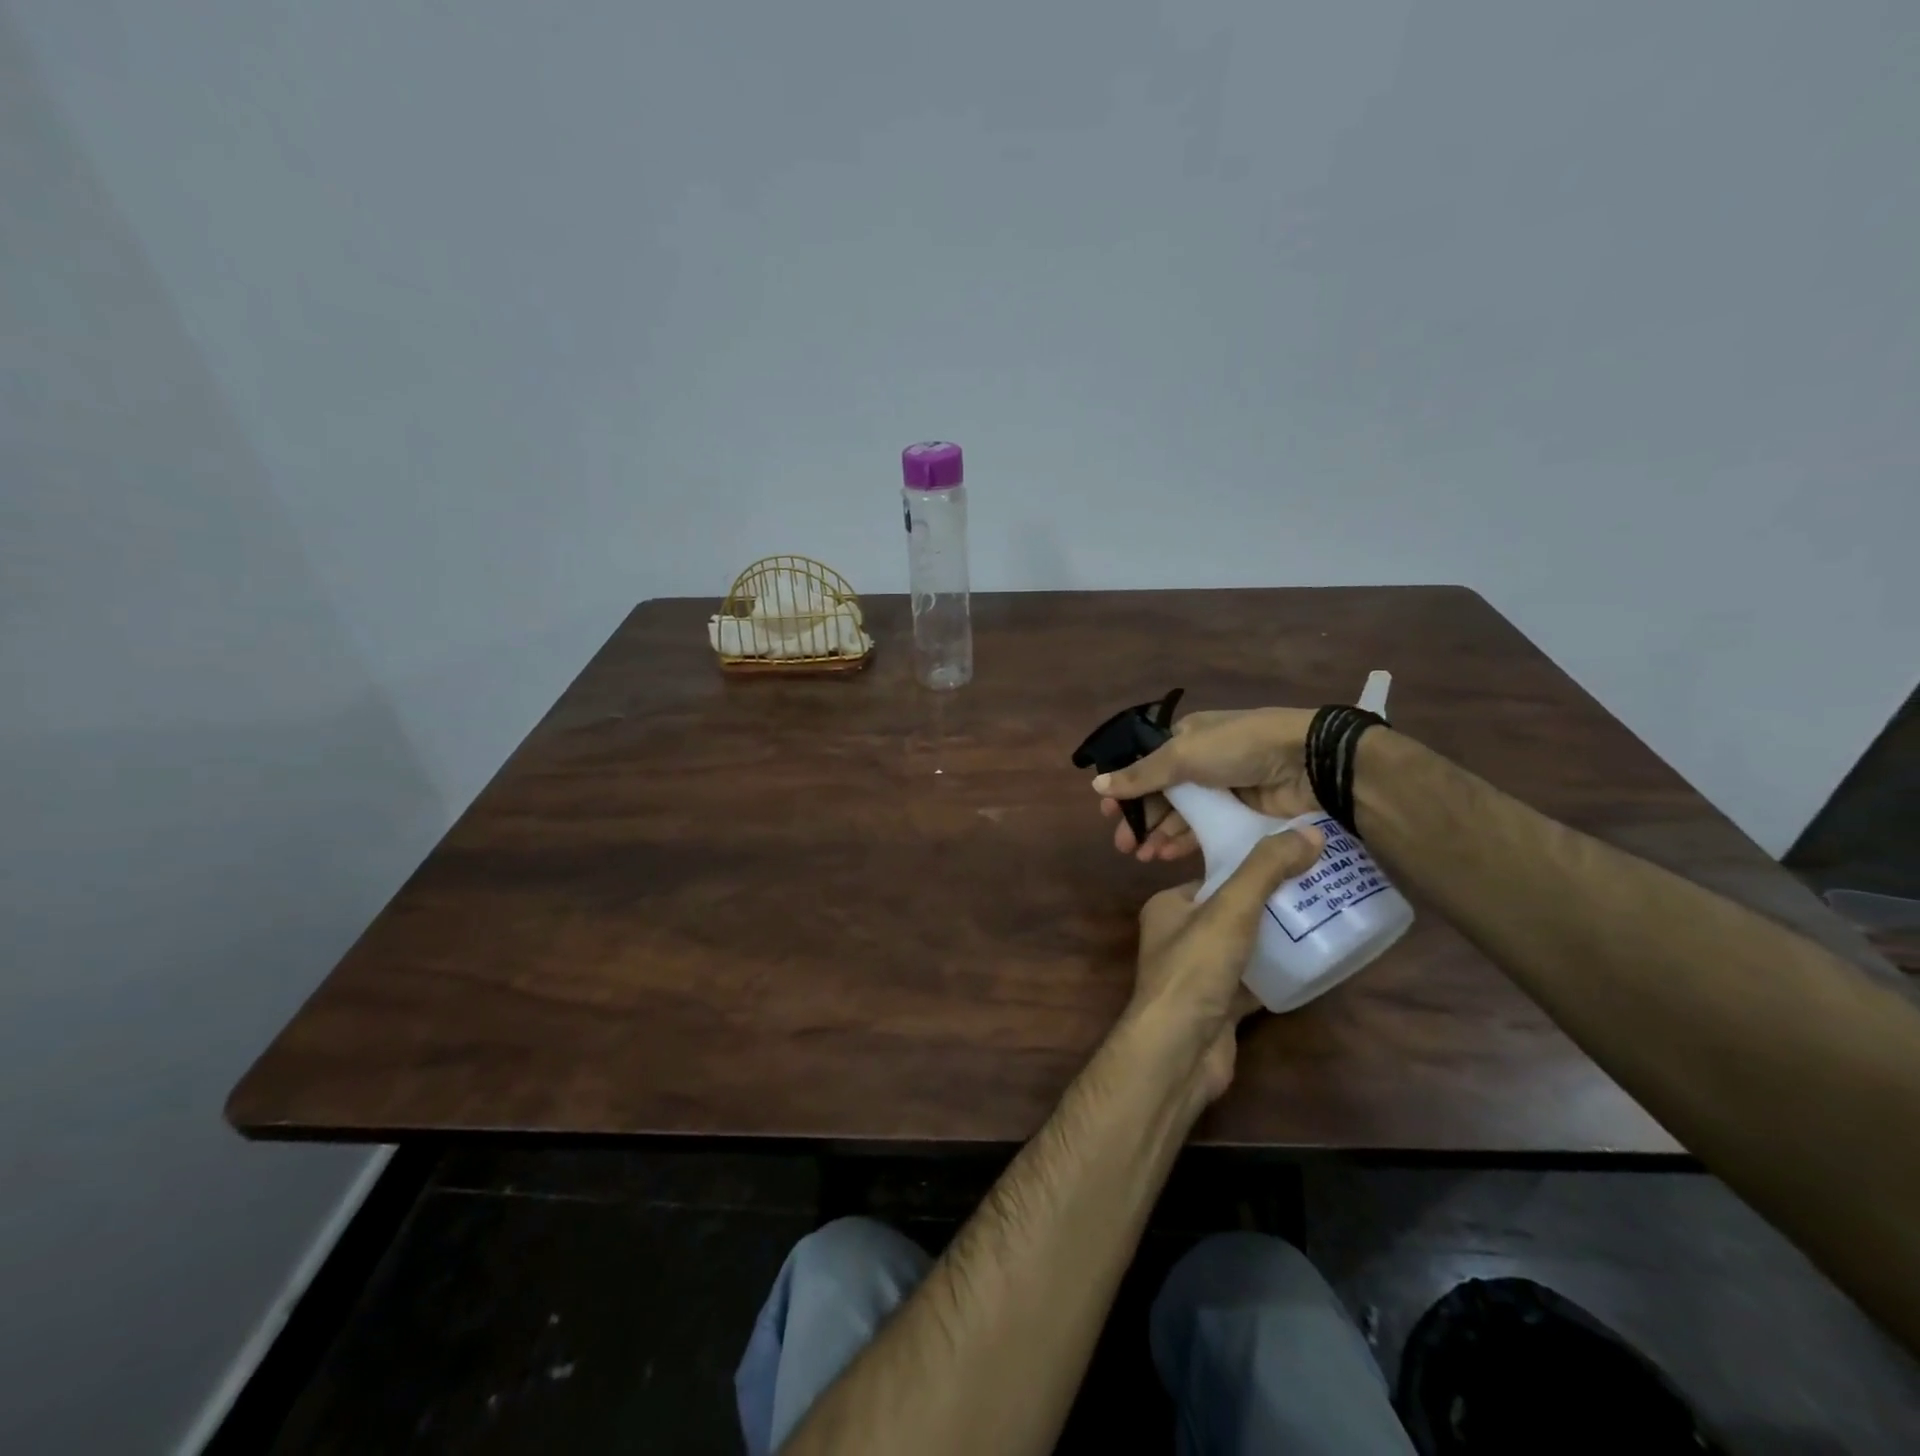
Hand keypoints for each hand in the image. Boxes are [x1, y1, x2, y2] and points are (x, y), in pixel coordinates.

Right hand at [1092, 707, 1319, 861]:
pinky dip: (1184, 842)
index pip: (1146, 765)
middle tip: (1123, 846)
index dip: (1126, 789)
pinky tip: (1168, 856)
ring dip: (1160, 834)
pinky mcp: (1242, 813)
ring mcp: (1223, 789)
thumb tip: (1096, 785)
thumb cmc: (1237, 749)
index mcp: (1185, 737)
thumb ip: (1139, 775)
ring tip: (1143, 857)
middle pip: (1161, 794)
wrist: (1307, 762)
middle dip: (1141, 819)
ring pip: (1182, 815)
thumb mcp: (1182, 756)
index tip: (1108, 815)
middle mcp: (1201, 761)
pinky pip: (1205, 830)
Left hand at [1128, 827, 1324, 1102]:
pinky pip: (1254, 981)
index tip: (1297, 858)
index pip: (1214, 875)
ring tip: (1325, 919)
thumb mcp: (1230, 908)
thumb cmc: (1195, 968)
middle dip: (1273, 901)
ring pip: (1246, 946)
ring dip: (1279, 937)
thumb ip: (1266, 869)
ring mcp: (1199, 974)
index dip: (1253, 866)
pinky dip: (1279, 974)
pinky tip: (1314, 964)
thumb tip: (1311, 831)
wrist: (1178, 1051)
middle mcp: (1179, 936)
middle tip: (1321, 888)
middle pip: (1234, 910)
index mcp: (1169, 905)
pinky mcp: (1219, 1006)